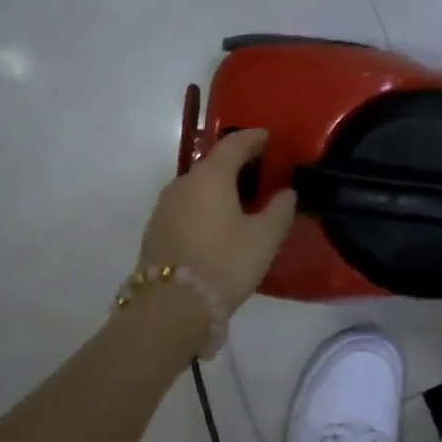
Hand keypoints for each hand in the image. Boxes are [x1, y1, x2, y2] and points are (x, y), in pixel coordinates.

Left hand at [139, 129, 297, 314]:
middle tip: (258, 170)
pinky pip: (186, 207)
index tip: (267, 136)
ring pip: (196, 186)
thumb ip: (279, 210)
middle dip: (235, 163)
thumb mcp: (264, 238)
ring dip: (217, 187)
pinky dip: (203, 206)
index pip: (234, 145)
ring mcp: (165, 206)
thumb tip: (286, 192)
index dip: (253, 138)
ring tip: (239, 199)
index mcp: (211, 176)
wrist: (171, 306)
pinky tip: (216, 223)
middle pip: (212, 164)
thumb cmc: (224, 263)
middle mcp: (183, 183)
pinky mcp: (156, 229)